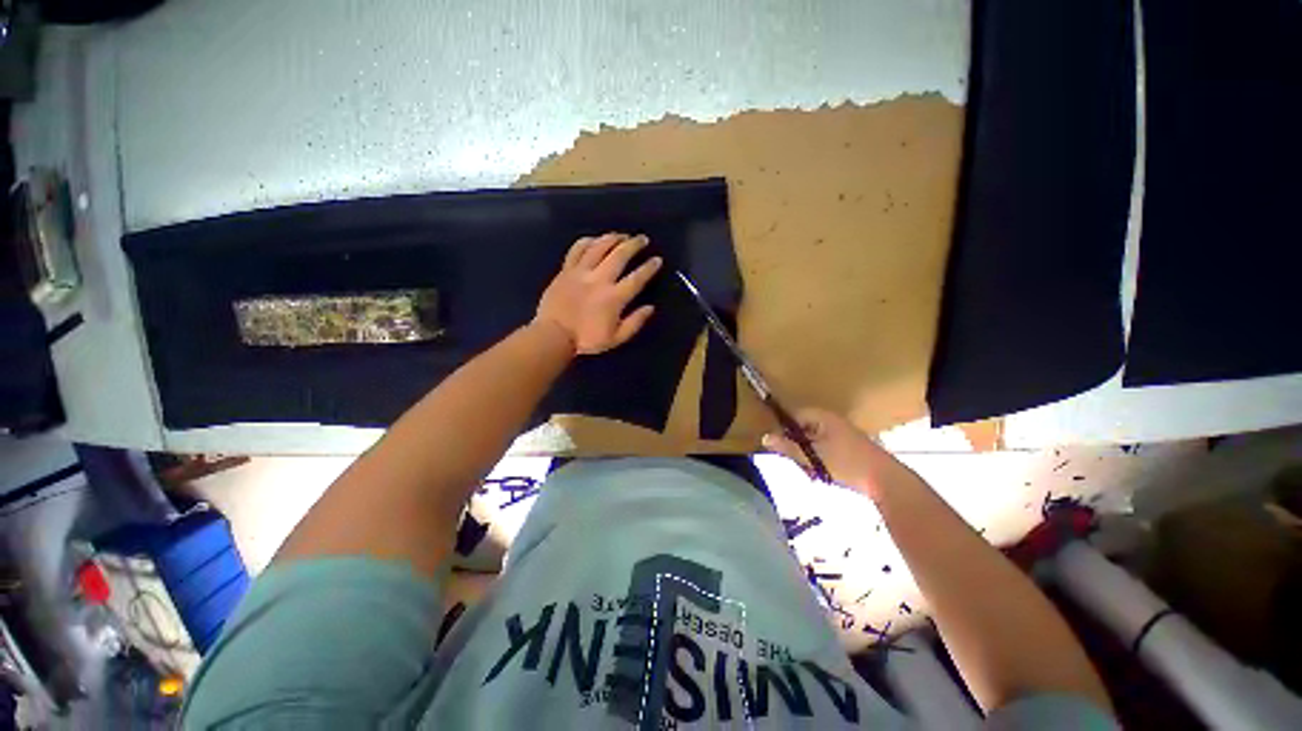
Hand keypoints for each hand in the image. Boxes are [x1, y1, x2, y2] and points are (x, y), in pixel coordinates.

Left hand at [535, 233, 661, 355]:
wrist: (554, 335)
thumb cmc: (586, 339)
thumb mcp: (616, 338)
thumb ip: (635, 322)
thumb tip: (650, 308)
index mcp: (614, 297)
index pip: (637, 278)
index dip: (649, 267)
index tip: (657, 259)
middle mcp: (600, 279)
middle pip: (620, 255)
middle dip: (634, 244)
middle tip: (643, 239)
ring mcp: (581, 272)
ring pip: (599, 247)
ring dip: (613, 238)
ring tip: (622, 235)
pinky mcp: (566, 270)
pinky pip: (577, 249)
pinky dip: (587, 241)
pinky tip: (595, 239)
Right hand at [762, 408, 898, 498]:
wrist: (886, 481)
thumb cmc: (847, 463)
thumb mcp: (813, 456)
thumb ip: (787, 447)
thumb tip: (765, 438)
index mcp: (823, 417)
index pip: (794, 415)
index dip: (783, 427)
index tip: (777, 444)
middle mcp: (832, 422)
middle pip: (803, 430)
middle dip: (797, 447)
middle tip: (798, 463)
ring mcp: (842, 435)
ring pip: (813, 443)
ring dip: (809, 457)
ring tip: (813, 472)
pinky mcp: (849, 449)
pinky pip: (825, 451)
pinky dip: (820, 461)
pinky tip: (824, 475)